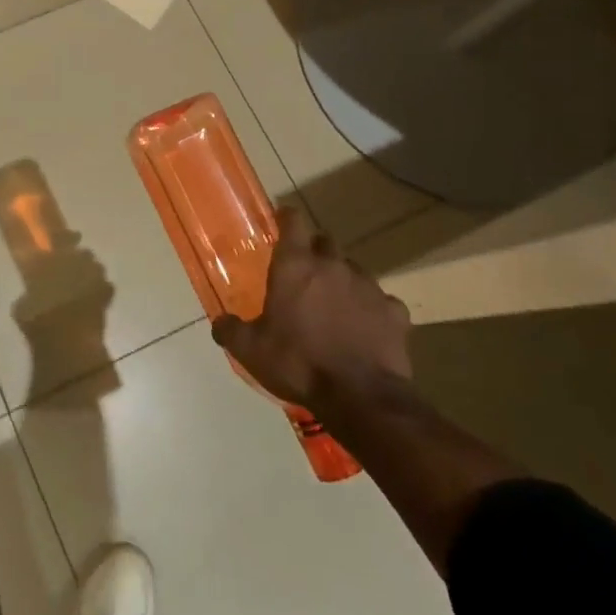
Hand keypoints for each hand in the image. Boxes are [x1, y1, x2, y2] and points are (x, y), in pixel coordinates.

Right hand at [210, 206, 411, 407]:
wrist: (360, 397)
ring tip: (334, 304)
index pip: (293, 221)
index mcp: (295, 266)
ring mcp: (369, 287)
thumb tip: (220, 322)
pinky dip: (372, 310)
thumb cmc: (298, 363)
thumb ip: (230, 330)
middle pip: (325, 242)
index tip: (282, 220)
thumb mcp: (250, 350)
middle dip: (315, 250)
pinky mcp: (395, 312)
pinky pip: (382, 302)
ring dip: (342, 280)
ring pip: (354, 270)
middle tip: (304, 272)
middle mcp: (333, 266)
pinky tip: (366, 328)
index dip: (287, 217)